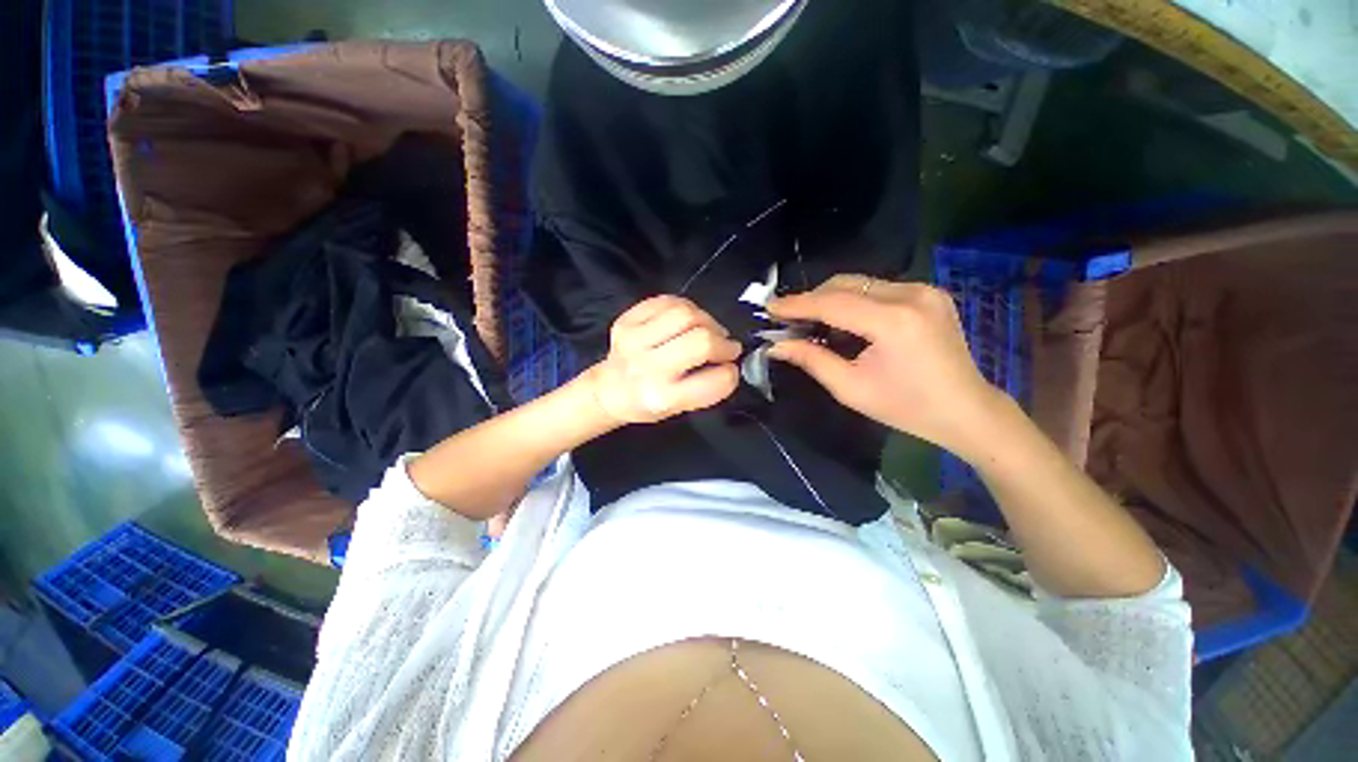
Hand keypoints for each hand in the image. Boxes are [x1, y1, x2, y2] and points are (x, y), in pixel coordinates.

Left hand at [587, 296, 741, 423]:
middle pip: (701, 340)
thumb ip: (706, 387)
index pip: (714, 381)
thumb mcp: (678, 409)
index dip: (730, 374)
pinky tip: (688, 320)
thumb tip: (729, 360)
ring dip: (708, 321)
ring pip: (687, 314)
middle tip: (727, 347)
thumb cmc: (648, 403)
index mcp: (662, 397)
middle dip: (724, 343)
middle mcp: (647, 367)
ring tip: (709, 331)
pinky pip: (668, 301)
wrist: (608, 390)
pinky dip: (687, 307)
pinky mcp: (627, 320)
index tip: (729, 369)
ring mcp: (634, 340)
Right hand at [767, 275, 1003, 459]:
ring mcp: (924, 290)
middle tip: (787, 319)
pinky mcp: (929, 293)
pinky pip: (877, 288)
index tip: (769, 307)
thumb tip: (776, 345)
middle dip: (811, 299)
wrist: (966, 410)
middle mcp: (911, 295)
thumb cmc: (905, 407)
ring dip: (830, 299)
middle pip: (845, 284)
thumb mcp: (850, 388)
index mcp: (894, 322)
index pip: (833, 303)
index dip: (797, 304)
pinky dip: (853, 300)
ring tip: (810, 321)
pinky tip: (842, 320)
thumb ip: (811, 359)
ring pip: (860, 283)